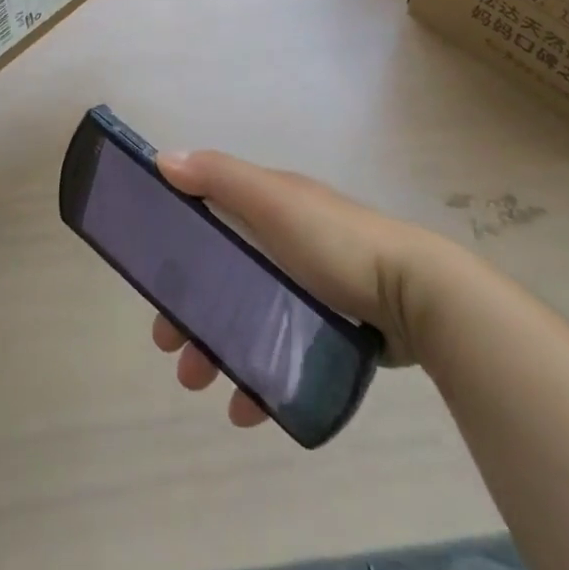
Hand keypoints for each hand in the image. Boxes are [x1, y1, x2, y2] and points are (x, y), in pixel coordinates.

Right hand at [148, 150, 449, 428]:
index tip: (152, 283)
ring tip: (199, 382)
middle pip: (221, 275)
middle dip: (189, 309)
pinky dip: (256, 380)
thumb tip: (163, 159)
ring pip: (244, 320)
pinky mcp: (327, 331)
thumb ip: (220, 177)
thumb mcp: (274, 200)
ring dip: (214, 349)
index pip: (208, 219)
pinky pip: (279, 355)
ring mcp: (306, 289)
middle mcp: (282, 243)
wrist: (416, 296)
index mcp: (268, 207)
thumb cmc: (335, 240)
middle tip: (168, 346)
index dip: (176, 247)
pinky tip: (246, 409)